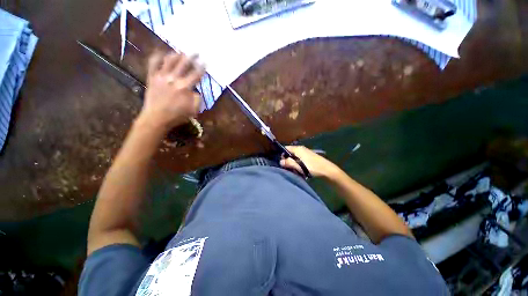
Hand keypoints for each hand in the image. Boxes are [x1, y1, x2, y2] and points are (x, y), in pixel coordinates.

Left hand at [139, 51, 204, 130]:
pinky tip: (161, 53)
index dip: (201, 68)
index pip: (196, 75)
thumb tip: (196, 91)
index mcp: (185, 87)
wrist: (156, 118)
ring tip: (181, 52)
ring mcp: (161, 77)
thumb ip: (197, 100)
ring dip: (176, 55)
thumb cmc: (177, 116)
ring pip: (169, 61)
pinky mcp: (152, 77)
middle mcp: (173, 79)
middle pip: (183, 64)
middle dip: (191, 57)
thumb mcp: (193, 111)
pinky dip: (157, 57)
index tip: (205, 63)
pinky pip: (153, 63)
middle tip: (196, 52)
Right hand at [280, 146, 340, 178]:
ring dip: (292, 162)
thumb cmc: (312, 167)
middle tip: (286, 167)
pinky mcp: (309, 157)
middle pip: (290, 152)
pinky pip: (299, 159)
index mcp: (298, 149)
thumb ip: (289, 163)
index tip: (280, 162)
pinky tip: (299, 169)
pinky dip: (297, 163)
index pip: (286, 148)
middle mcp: (301, 149)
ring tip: (293, 169)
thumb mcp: (299, 166)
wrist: (328, 171)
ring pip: (294, 156)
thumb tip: (280, 161)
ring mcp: (306, 153)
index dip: (282, 154)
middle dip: (287, 159)